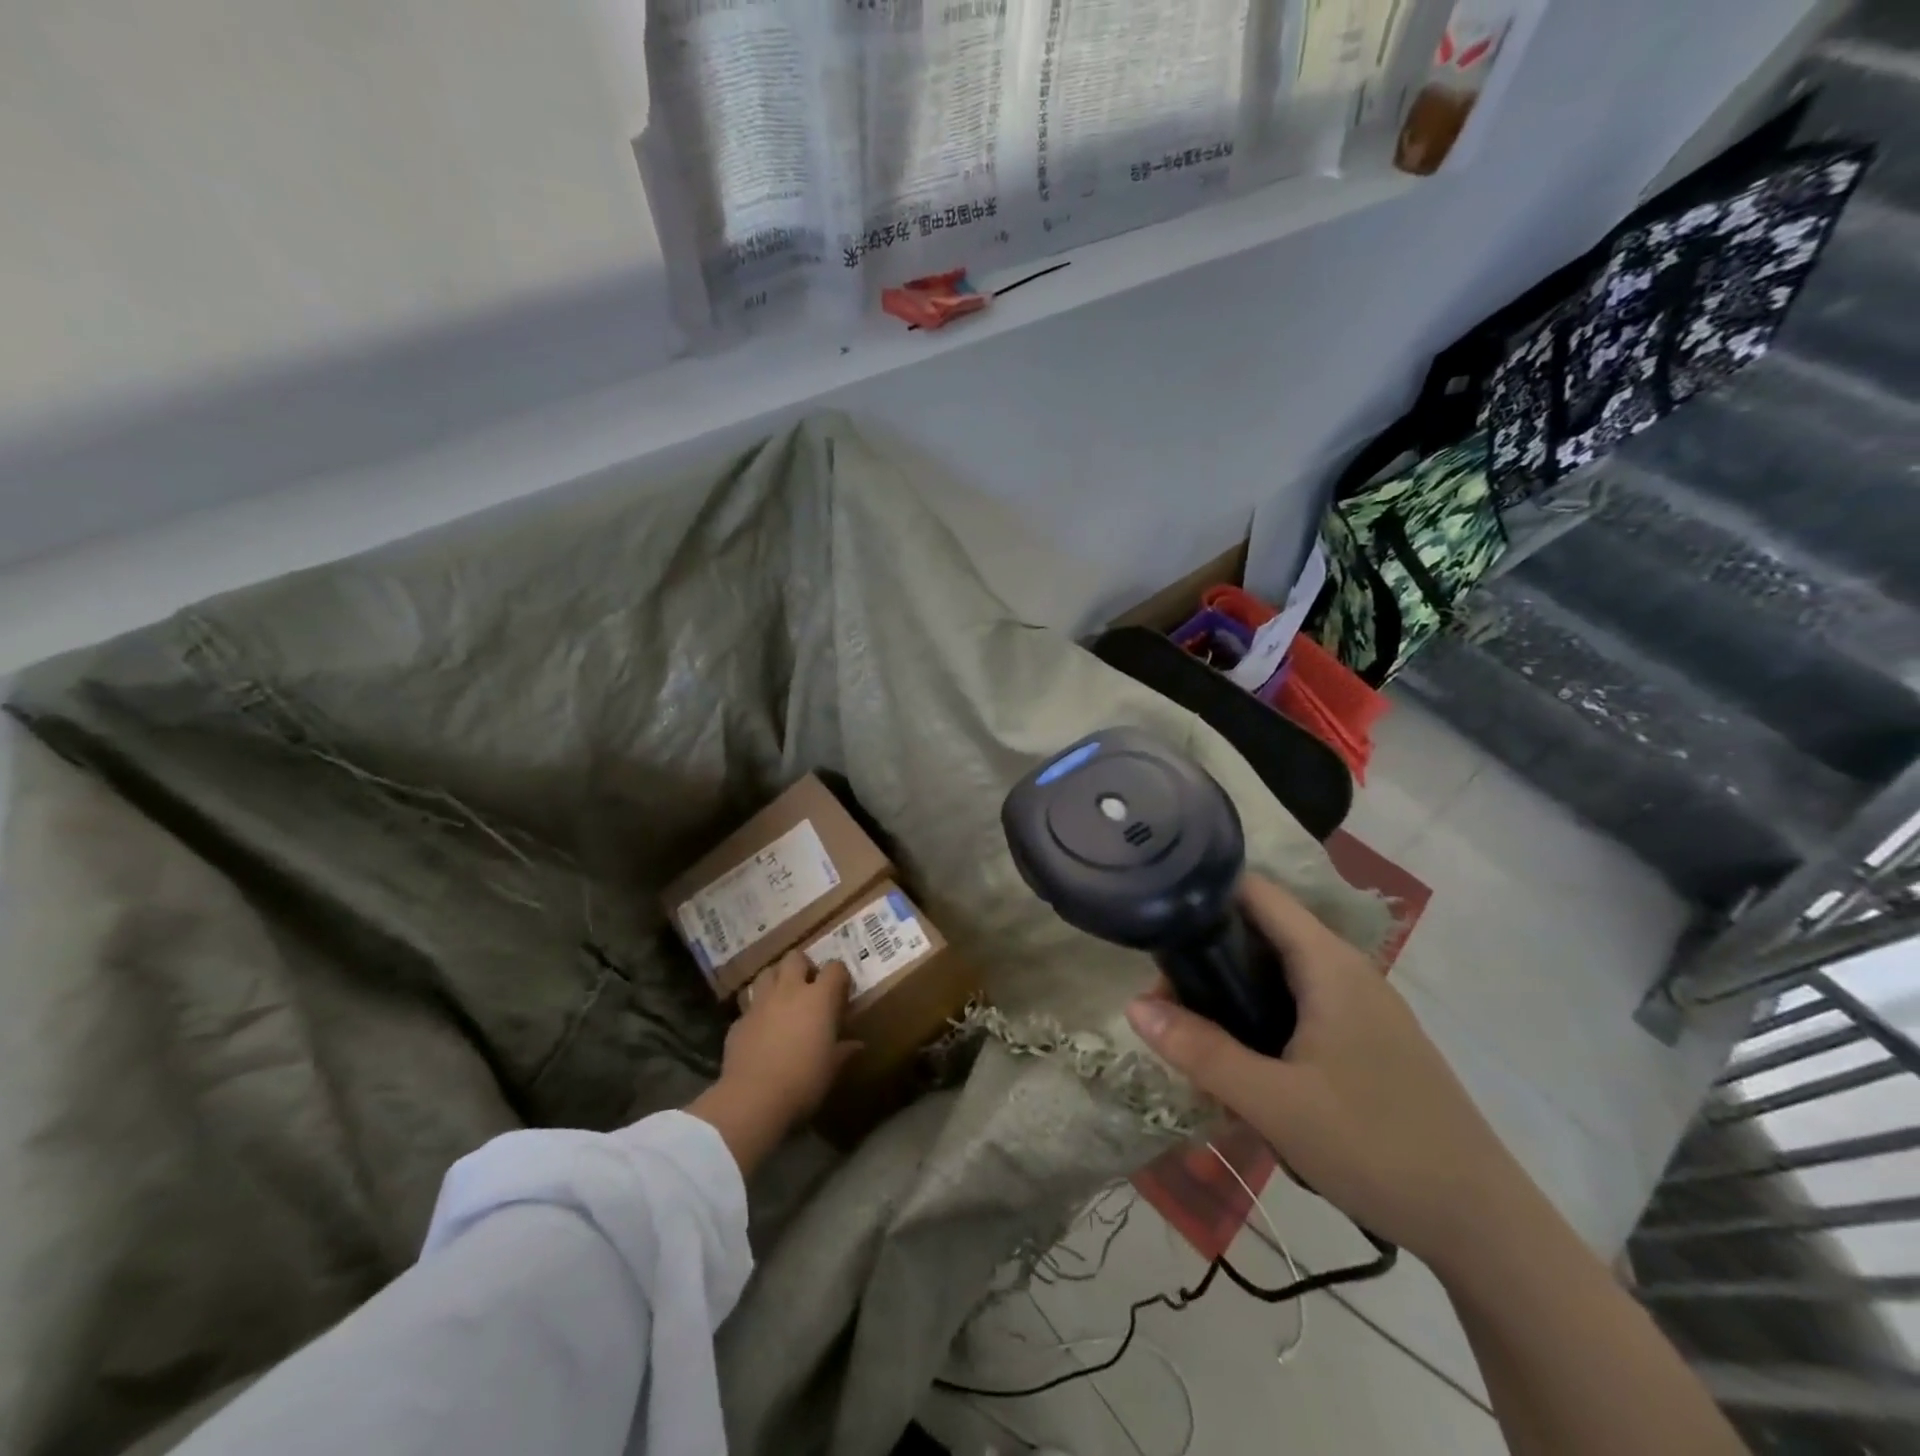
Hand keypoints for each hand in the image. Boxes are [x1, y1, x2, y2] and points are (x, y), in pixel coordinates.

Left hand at [687, 951, 860, 1174]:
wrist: (753, 1099)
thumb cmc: (804, 1080)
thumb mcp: (832, 1068)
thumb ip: (844, 1051)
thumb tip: (857, 1045)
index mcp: (819, 998)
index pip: (834, 968)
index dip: (839, 975)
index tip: (841, 990)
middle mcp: (789, 991)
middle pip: (795, 958)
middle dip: (803, 966)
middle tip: (808, 986)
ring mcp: (760, 1003)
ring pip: (767, 973)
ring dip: (776, 979)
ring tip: (782, 998)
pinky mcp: (738, 1021)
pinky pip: (749, 1004)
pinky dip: (757, 1010)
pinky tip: (760, 1028)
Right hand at [1124, 873, 1527, 1270]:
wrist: (1483, 1225)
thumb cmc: (1377, 1147)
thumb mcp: (1275, 1102)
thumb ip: (1202, 1051)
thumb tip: (1134, 1006)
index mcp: (1328, 964)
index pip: (1258, 894)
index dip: (1205, 890)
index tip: (1156, 912)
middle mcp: (1346, 970)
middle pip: (1262, 932)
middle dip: (1207, 954)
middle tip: (1162, 993)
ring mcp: (1361, 1006)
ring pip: (1279, 973)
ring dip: (1231, 992)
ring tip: (1190, 1029)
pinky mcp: (1367, 1039)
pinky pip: (1300, 1006)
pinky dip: (1261, 1017)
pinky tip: (1241, 1061)